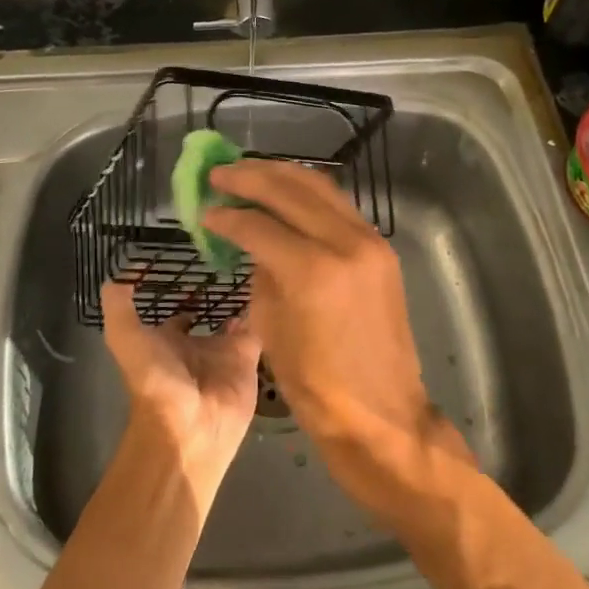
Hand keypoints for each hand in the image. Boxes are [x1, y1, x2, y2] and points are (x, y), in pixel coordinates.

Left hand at [101, 282, 261, 518]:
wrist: (190, 427)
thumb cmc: (155, 379)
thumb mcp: (124, 336)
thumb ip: (119, 302)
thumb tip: (128, 267)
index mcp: (167, 341)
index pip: (176, 312)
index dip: (181, 290)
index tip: (193, 262)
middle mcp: (196, 345)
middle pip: (209, 314)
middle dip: (218, 292)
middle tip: (230, 257)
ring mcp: (224, 352)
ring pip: (236, 317)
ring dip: (242, 295)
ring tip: (252, 261)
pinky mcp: (249, 358)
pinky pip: (259, 328)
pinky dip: (263, 309)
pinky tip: (267, 282)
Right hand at [200, 161, 471, 519]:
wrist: (383, 416)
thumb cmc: (318, 387)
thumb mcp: (272, 328)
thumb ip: (261, 273)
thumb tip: (252, 240)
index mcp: (313, 271)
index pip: (259, 225)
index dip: (227, 215)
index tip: (205, 209)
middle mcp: (345, 243)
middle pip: (291, 190)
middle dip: (250, 177)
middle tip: (220, 173)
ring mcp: (370, 241)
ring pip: (320, 187)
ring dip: (281, 175)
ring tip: (249, 171)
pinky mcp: (381, 248)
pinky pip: (339, 205)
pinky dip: (308, 193)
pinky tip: (286, 193)